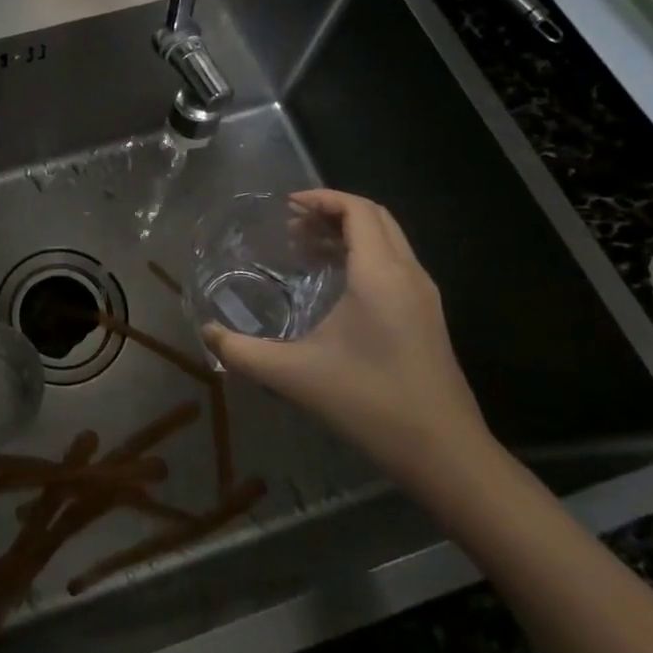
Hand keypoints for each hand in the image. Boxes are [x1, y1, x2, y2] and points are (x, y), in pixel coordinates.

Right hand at [203, 190, 492, 490]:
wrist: (445, 454)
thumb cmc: (370, 403)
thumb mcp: (295, 376)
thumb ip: (243, 352)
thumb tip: (206, 333)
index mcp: (380, 274)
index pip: (358, 210)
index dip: (323, 198)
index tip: (287, 206)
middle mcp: (408, 274)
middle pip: (375, 217)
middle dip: (333, 211)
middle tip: (292, 226)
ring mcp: (423, 295)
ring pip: (388, 240)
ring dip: (349, 233)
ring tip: (306, 250)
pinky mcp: (428, 315)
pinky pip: (395, 263)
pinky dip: (364, 255)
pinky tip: (335, 284)